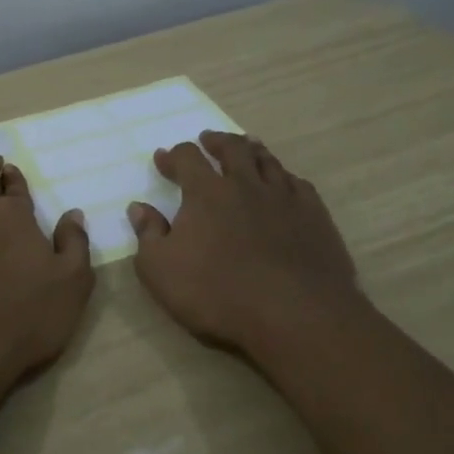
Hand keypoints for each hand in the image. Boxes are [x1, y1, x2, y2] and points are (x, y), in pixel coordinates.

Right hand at [127, 131, 360, 358]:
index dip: (174, 156)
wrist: (293, 314)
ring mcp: (284, 197)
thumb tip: (139, 207)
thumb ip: (148, 234)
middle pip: (232, 149)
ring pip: (267, 161)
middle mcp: (246, 184)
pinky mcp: (314, 215)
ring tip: (246, 146)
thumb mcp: (160, 269)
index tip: (163, 158)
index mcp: (206, 193)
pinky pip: (298, 184)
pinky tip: (284, 182)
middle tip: (208, 139)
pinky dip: (284, 177)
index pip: (187, 159)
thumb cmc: (216, 293)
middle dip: (216, 142)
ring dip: (252, 150)